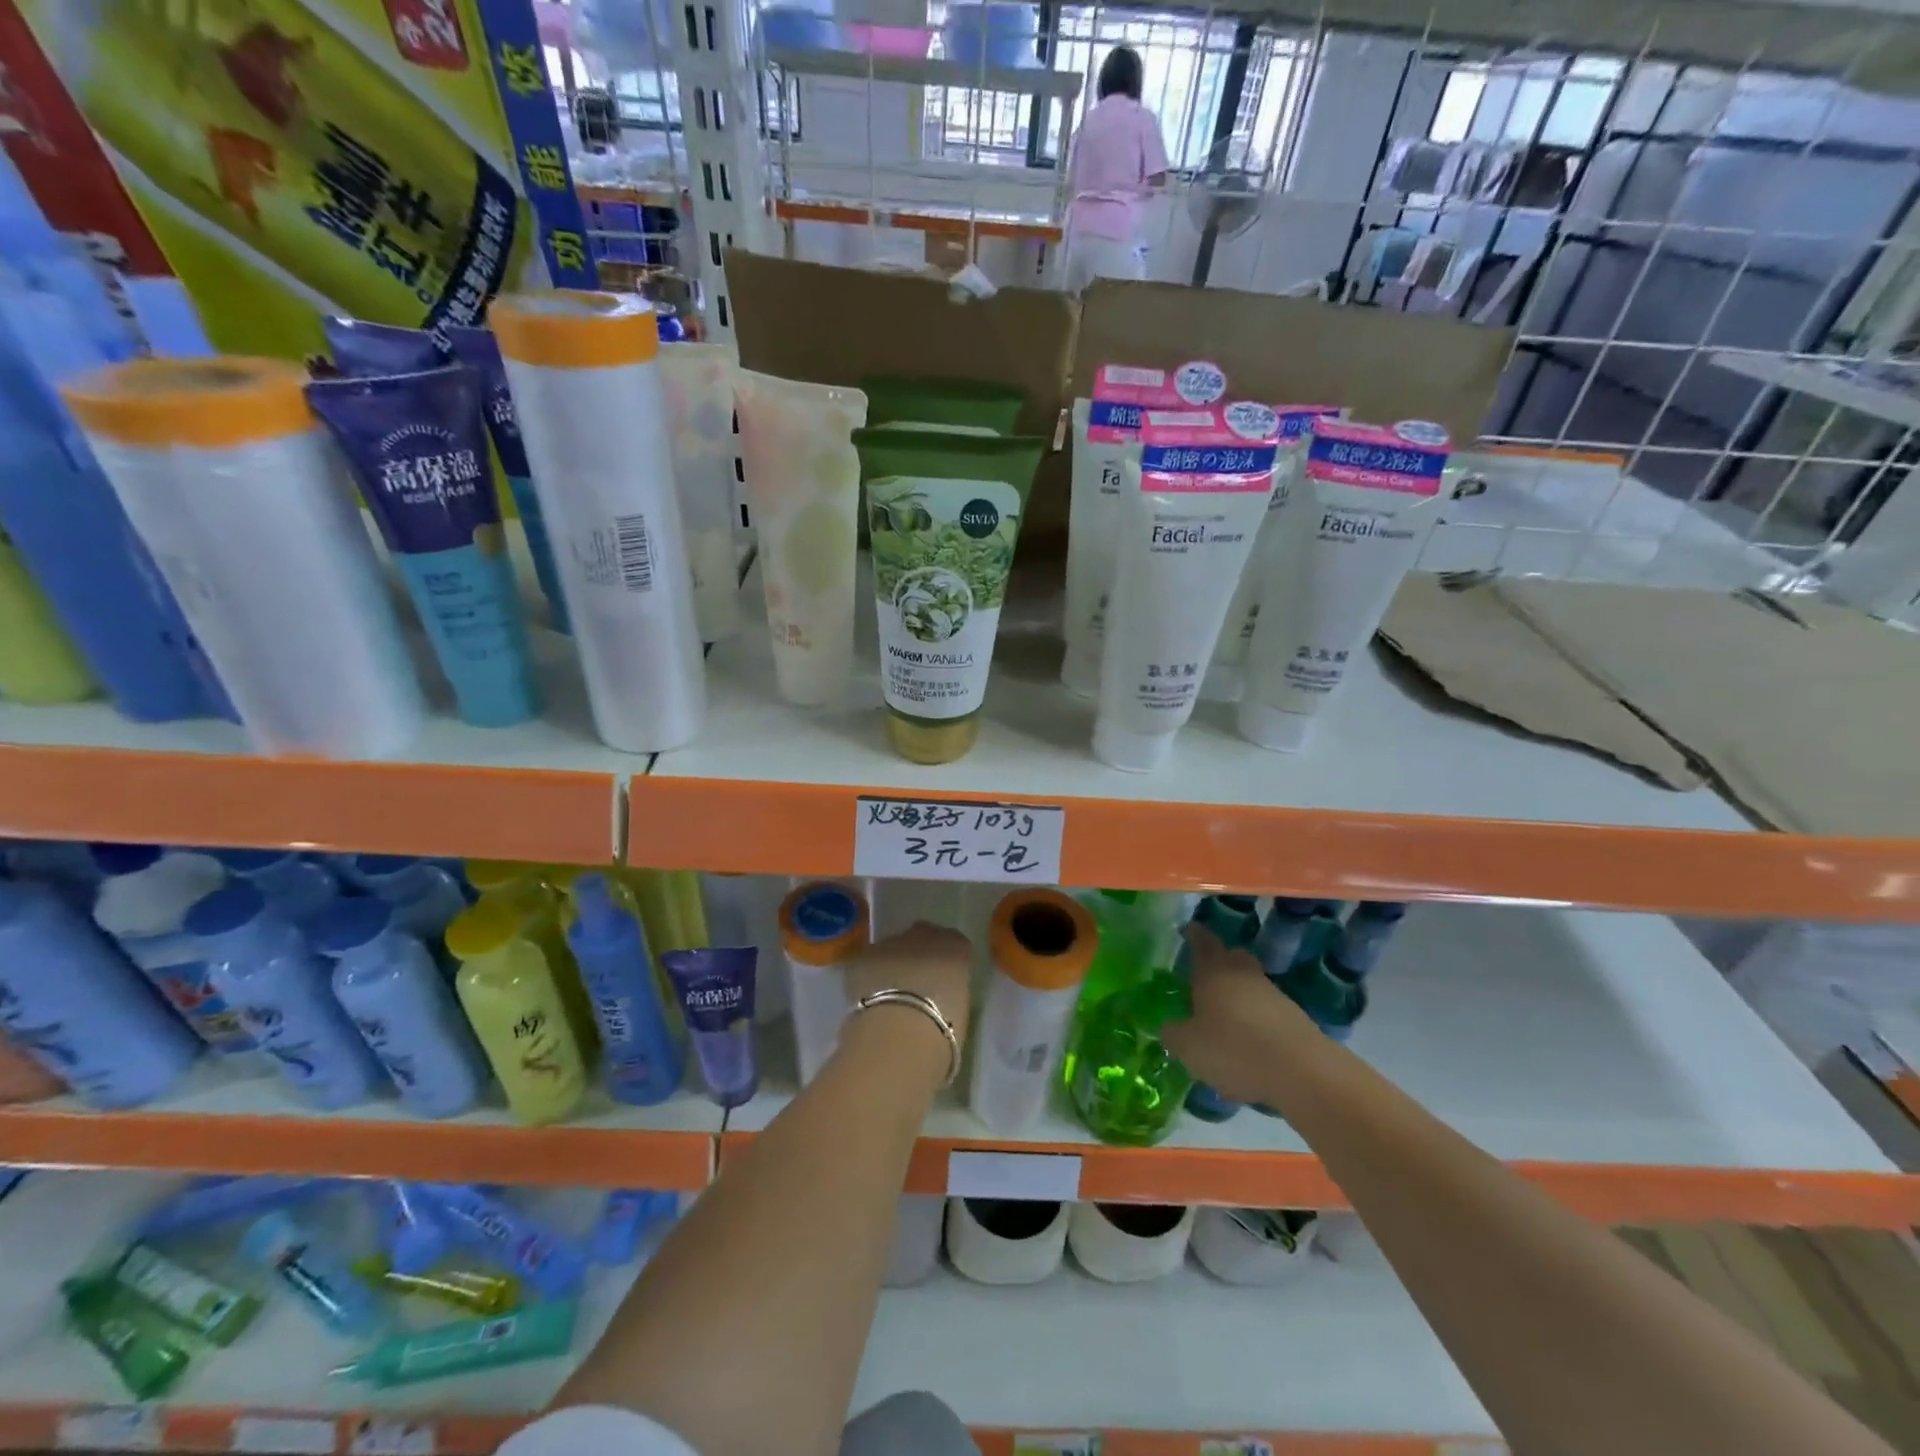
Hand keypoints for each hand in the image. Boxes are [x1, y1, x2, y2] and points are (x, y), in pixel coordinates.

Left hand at [845, 921, 973, 1055]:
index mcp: (956, 948)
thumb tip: (943, 994)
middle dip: (919, 954)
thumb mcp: (960, 1009)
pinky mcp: (863, 957)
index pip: (956, 944)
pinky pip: (869, 963)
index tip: (945, 981)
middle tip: (917, 985)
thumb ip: (951, 991)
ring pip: (893, 948)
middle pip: (922, 937)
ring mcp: (891, 942)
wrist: (898, 1032)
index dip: (948, 962)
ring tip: (890, 996)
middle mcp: (924, 936)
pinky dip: (870, 976)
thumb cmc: (941, 1028)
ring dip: (893, 964)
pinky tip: (870, 999)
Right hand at [1160, 923, 1312, 1104]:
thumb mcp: (1189, 1047)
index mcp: (1213, 974)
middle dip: (1221, 959)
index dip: (1195, 936)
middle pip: (1234, 957)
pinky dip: (1256, 1021)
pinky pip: (1267, 1011)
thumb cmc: (1233, 1050)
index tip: (1191, 929)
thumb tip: (1170, 1027)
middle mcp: (1244, 976)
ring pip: (1252, 984)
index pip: (1202, 944)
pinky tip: (1248, 1045)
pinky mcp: (1295, 1020)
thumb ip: (1174, 1034)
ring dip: (1239, 995)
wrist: (1302, 1073)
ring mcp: (1273, 996)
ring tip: (1225, 1018)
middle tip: (1207, 972)